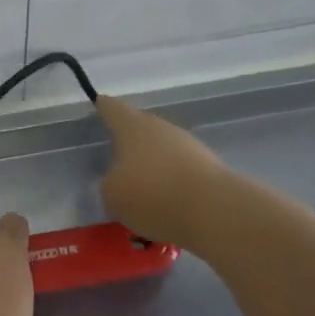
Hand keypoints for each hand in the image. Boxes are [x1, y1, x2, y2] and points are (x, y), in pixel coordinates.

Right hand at [97, 95, 227, 249]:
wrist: (215, 211)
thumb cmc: (152, 194)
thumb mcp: (112, 196)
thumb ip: (109, 185)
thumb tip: (119, 183)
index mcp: (132, 127)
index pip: (112, 108)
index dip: (103, 107)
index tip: (99, 104)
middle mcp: (161, 128)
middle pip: (140, 129)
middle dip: (129, 143)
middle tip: (116, 160)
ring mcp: (189, 146)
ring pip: (162, 152)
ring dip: (152, 167)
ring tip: (141, 194)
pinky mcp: (210, 168)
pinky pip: (180, 173)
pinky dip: (171, 186)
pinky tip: (166, 208)